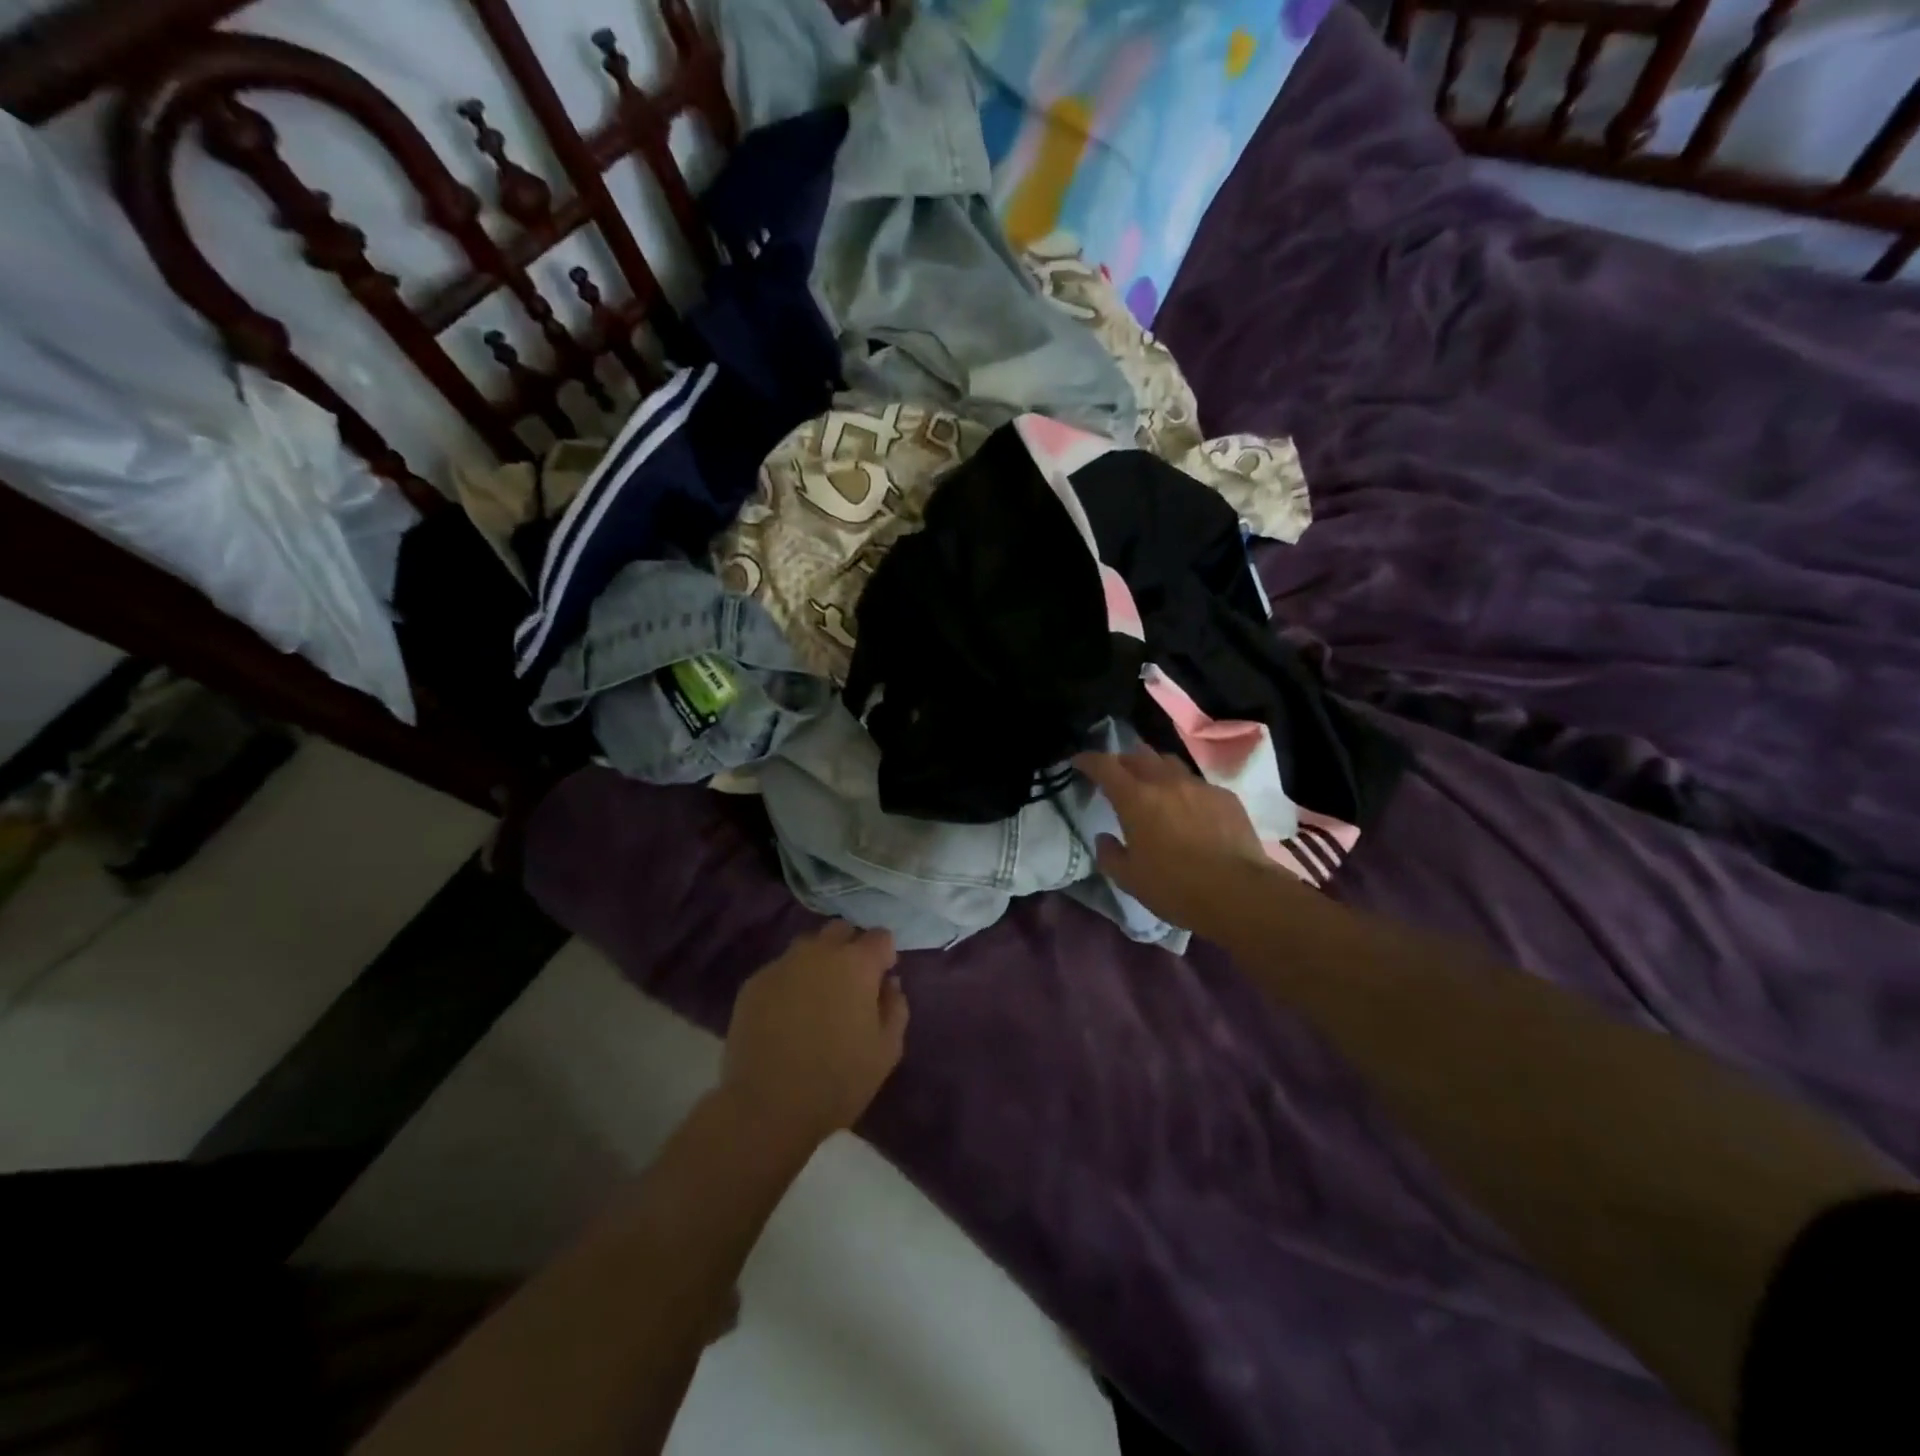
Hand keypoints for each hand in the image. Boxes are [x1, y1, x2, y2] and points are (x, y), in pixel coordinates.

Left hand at [721, 921, 906, 1146]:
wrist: (767, 1106)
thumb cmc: (838, 1080)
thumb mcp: (886, 1051)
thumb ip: (895, 1008)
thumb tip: (890, 984)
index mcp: (856, 964)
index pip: (880, 936)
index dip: (885, 954)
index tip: (882, 979)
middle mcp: (819, 952)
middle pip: (840, 930)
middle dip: (851, 947)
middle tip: (851, 983)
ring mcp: (782, 965)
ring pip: (807, 947)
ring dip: (818, 961)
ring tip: (817, 997)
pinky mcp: (753, 984)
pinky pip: (780, 970)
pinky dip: (790, 982)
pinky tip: (787, 1014)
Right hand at [1073, 748, 1280, 934]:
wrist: (1239, 893)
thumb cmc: (1176, 887)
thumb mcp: (1130, 879)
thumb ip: (1110, 855)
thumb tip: (1105, 838)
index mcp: (1135, 799)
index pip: (1105, 766)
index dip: (1088, 760)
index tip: (1079, 762)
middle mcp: (1166, 783)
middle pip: (1138, 756)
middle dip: (1122, 761)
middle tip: (1116, 774)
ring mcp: (1199, 787)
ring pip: (1170, 764)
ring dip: (1154, 768)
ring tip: (1151, 783)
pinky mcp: (1225, 797)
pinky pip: (1197, 784)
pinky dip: (1184, 789)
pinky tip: (1188, 808)